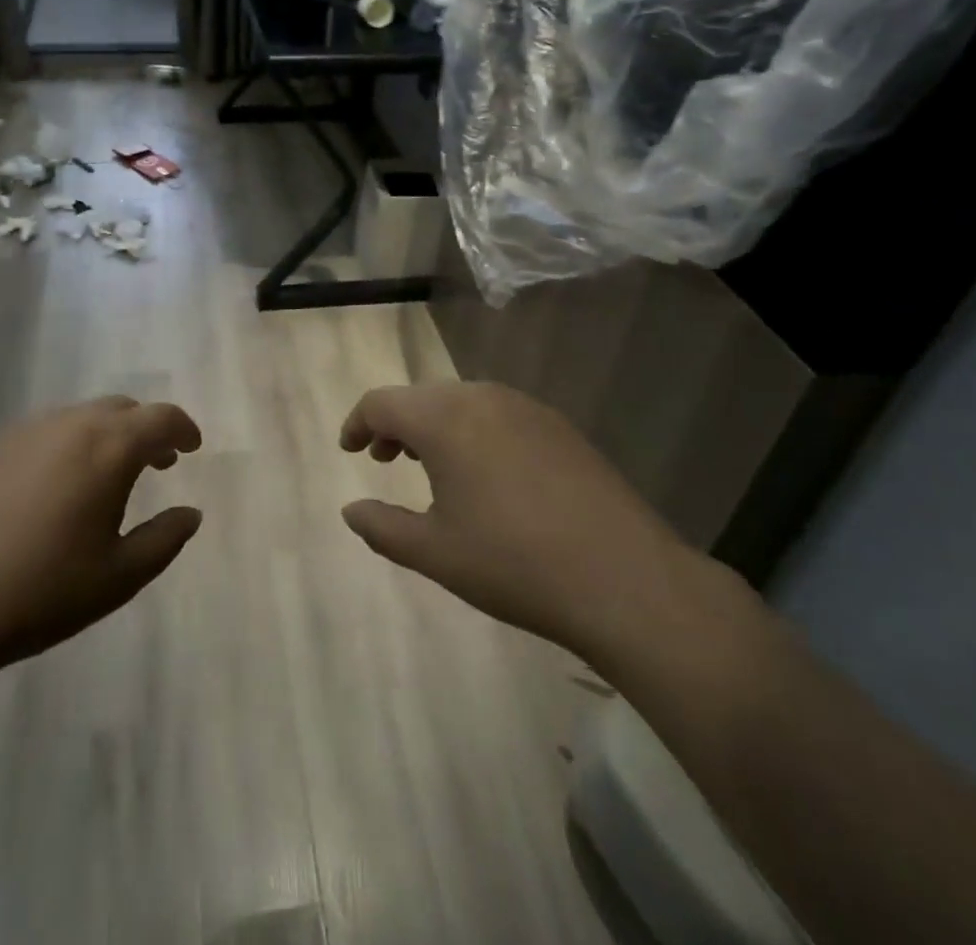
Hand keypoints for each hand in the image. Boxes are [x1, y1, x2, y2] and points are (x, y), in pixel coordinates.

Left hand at [0, 396, 203, 669]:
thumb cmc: (45, 589)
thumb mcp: (121, 575)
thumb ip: (165, 539)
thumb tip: (191, 514)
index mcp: (111, 448)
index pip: (161, 418)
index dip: (184, 428)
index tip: (193, 447)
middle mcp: (74, 424)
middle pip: (124, 408)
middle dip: (148, 429)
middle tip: (159, 462)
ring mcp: (31, 431)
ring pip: (86, 415)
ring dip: (111, 433)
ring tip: (112, 474)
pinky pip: (53, 428)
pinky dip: (75, 441)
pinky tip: (64, 483)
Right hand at [339, 381, 710, 674]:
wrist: (626, 579)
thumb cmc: (514, 564)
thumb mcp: (435, 553)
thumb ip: (382, 527)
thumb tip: (350, 509)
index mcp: (444, 419)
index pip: (382, 402)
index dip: (357, 422)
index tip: (349, 449)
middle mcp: (482, 397)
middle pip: (422, 397)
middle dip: (396, 424)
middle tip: (385, 460)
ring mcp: (526, 407)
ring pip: (461, 402)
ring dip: (435, 425)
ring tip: (432, 466)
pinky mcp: (558, 425)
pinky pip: (498, 413)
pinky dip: (473, 431)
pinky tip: (487, 474)